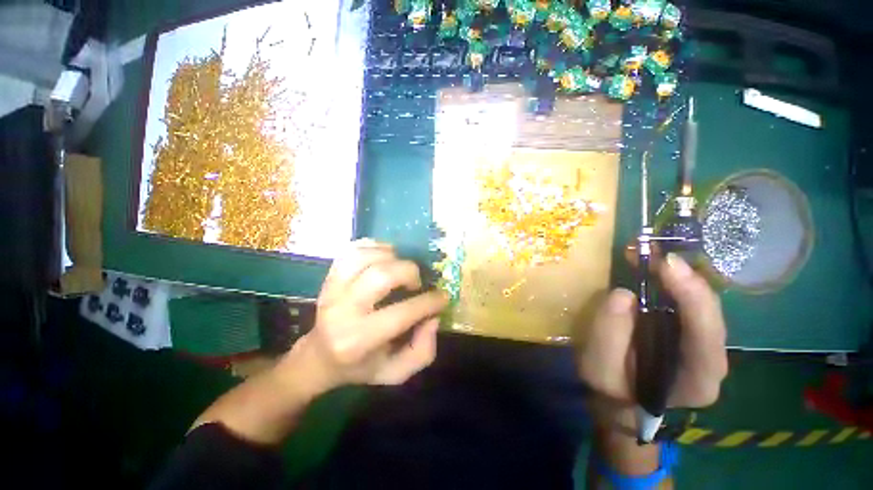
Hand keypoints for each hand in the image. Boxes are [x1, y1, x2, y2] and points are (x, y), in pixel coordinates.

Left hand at [297, 239, 447, 389]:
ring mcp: (331, 290)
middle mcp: (342, 311)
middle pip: (381, 276)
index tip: (443, 297)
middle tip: (416, 283)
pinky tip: (385, 255)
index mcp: (359, 340)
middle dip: (409, 273)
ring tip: (400, 268)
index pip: (402, 314)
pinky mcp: (328, 277)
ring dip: (391, 256)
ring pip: (365, 257)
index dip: (429, 302)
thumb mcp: (395, 372)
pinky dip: (373, 246)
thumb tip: (433, 317)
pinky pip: (351, 250)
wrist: (319, 356)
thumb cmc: (361, 366)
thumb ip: (422, 351)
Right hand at [578, 253, 727, 410]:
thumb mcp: (600, 370)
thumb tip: (623, 294)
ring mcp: (702, 342)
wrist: (621, 399)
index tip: (667, 265)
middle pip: (710, 312)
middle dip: (685, 278)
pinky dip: (668, 279)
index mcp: (697, 379)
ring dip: (676, 274)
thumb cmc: (611, 390)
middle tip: (653, 250)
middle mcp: (710, 358)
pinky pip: (684, 300)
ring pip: (700, 302)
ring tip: (647, 251)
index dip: (693, 297)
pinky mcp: (687, 329)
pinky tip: (649, 264)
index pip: (707, 336)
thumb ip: (610, 336)